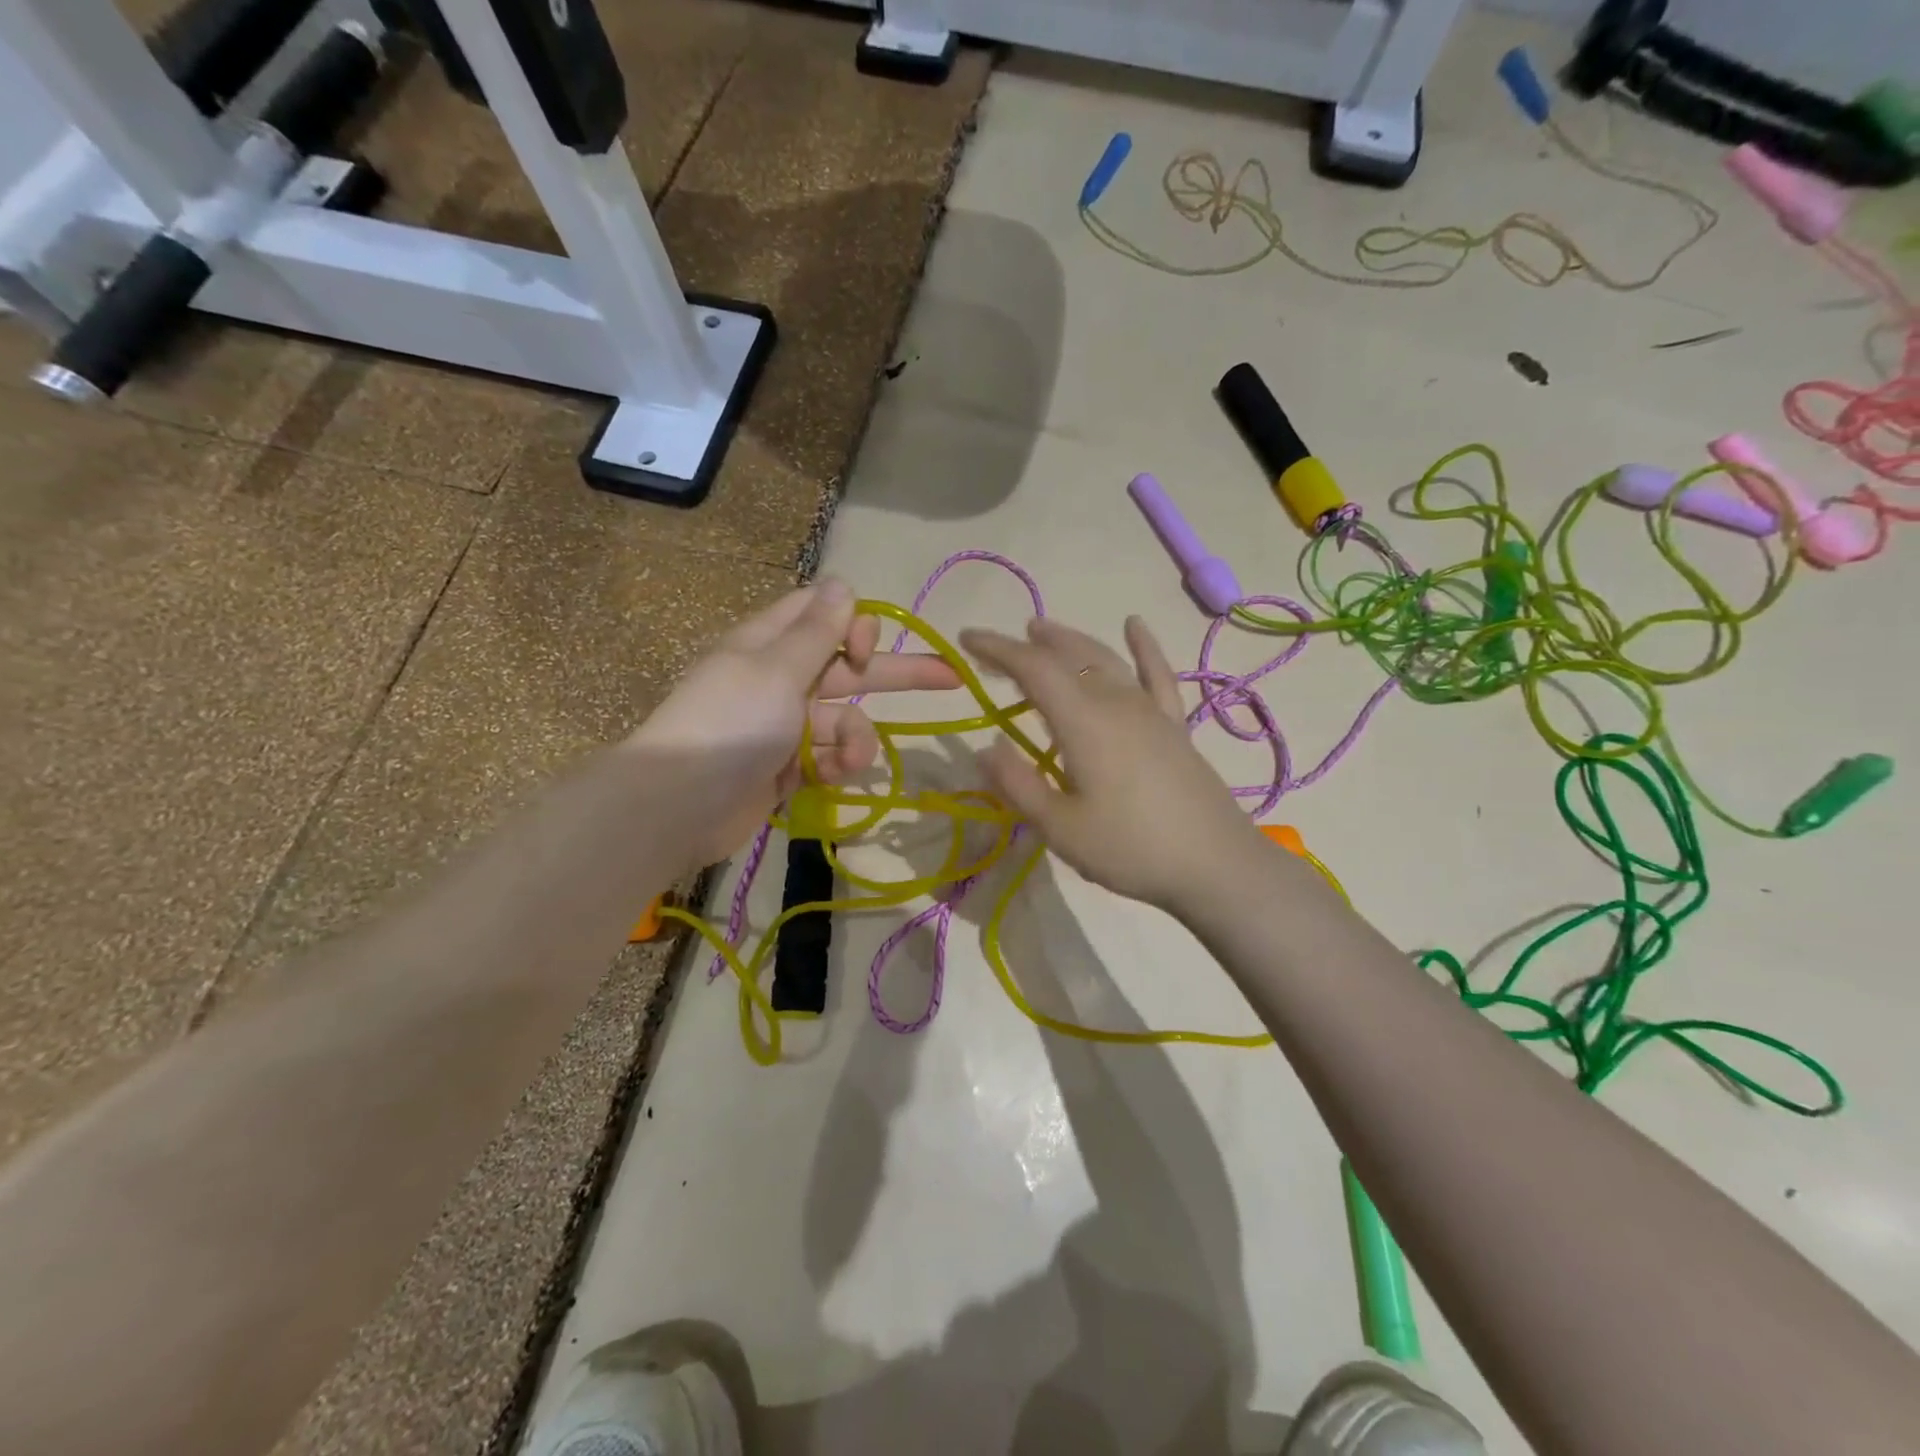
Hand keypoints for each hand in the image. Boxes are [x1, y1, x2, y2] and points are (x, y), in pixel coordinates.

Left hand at [632, 579, 959, 866]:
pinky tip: (829, 777)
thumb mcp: (777, 669)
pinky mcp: (789, 766)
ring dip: (855, 739)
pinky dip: (835, 765)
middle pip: (849, 667)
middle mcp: (781, 678)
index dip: (855, 625)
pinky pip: (829, 755)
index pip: (824, 614)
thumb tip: (844, 581)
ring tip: (846, 762)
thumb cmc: (730, 723)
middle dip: (896, 673)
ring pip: (846, 719)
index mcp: (771, 644)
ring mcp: (786, 725)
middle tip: (951, 678)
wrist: (681, 805)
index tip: (864, 649)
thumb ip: (817, 631)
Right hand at [960, 616, 1269, 916]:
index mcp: (1083, 722)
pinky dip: (1144, 647)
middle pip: (1067, 657)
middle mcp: (1116, 702)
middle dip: (1027, 645)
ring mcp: (1150, 710)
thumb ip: (1019, 786)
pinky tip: (1134, 625)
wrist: (1216, 865)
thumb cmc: (1131, 849)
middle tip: (996, 646)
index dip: (997, 649)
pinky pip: (1157, 674)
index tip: (965, 640)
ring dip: (1070, 639)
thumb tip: (986, 748)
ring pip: (1104, 659)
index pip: (1033, 669)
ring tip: (1042, 628)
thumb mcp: (1061, 828)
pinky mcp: (1174, 725)